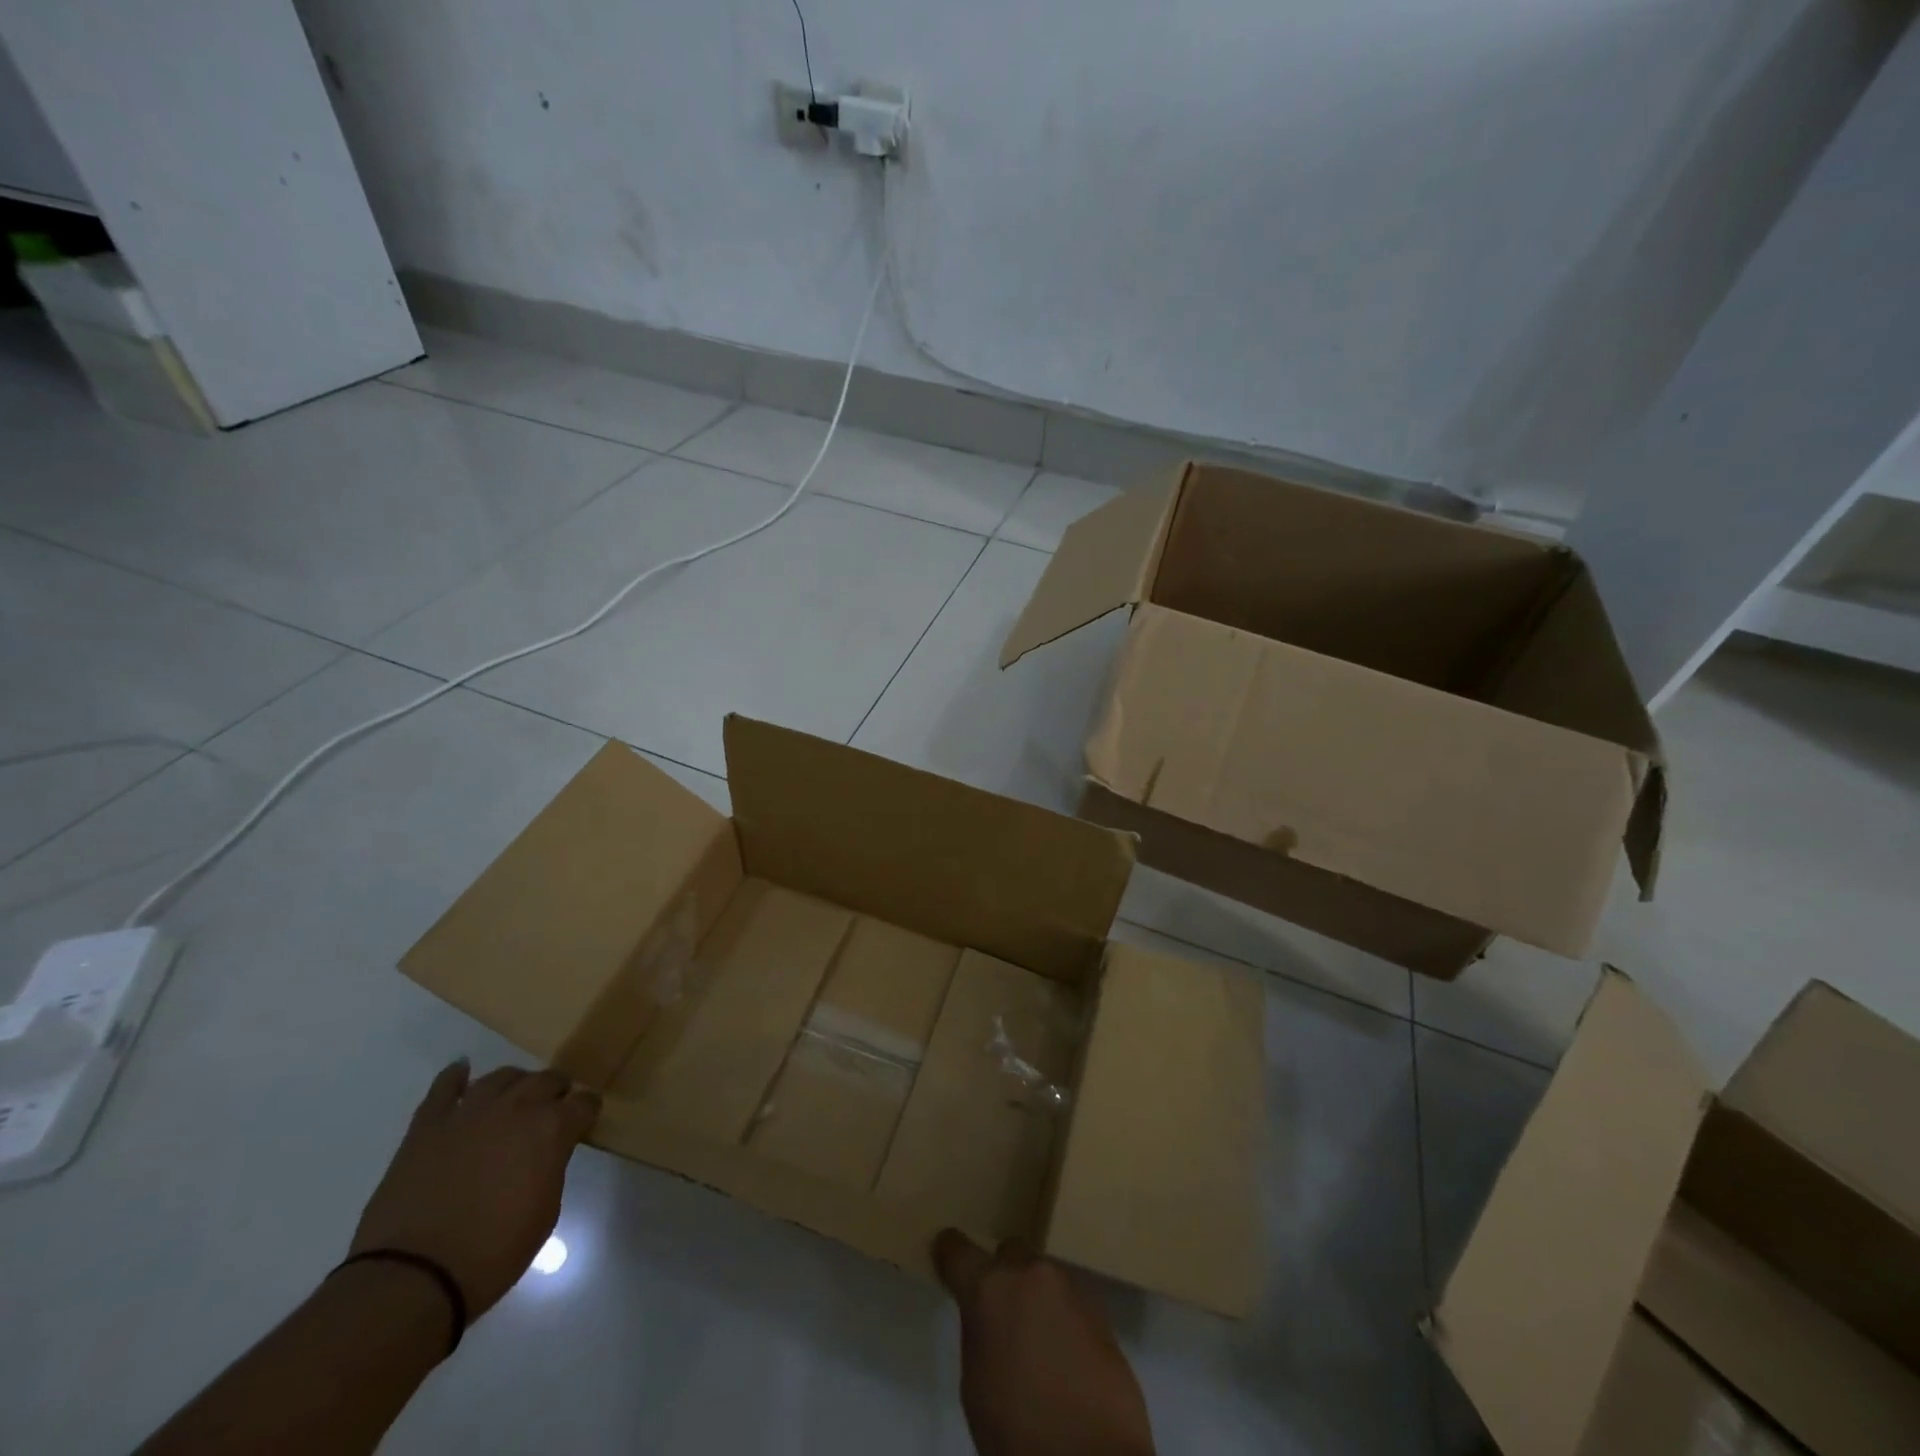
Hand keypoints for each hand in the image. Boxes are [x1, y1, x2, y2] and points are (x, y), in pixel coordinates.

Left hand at [350, 1063, 599, 1318]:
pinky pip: (443, 1088)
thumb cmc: (491, 1253)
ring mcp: (469, 1112)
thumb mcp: (544, 1213)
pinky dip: (454, 1077)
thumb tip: (548, 1153)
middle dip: (555, 1090)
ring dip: (514, 1084)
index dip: (586, 1111)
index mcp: (551, 1128)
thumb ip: (551, 1168)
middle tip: (554, 1105)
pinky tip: (461, 1071)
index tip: (585, 1119)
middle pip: (546, 1080)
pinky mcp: (428, 1125)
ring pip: (501, 1077)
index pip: (584, 1103)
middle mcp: (516, 1108)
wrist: (412, 1278)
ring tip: (514, 1095)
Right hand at [934, 1229, 1154, 1455]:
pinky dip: (1060, 1315)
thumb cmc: (1019, 1430)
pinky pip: (1068, 1299)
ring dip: (1034, 1295)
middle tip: (1000, 1313)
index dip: (948, 1253)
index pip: (958, 1250)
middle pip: (1009, 1253)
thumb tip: (986, 1316)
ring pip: (1042, 1275)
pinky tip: (1062, 1352)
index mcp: (990, 1288)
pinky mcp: (1099, 1308)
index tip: (946, 1257)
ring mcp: (1069, 1286)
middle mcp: (1030, 1273)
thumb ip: (977, 1333)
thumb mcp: (975, 1386)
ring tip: (1035, 1339)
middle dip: (1002, 1274)